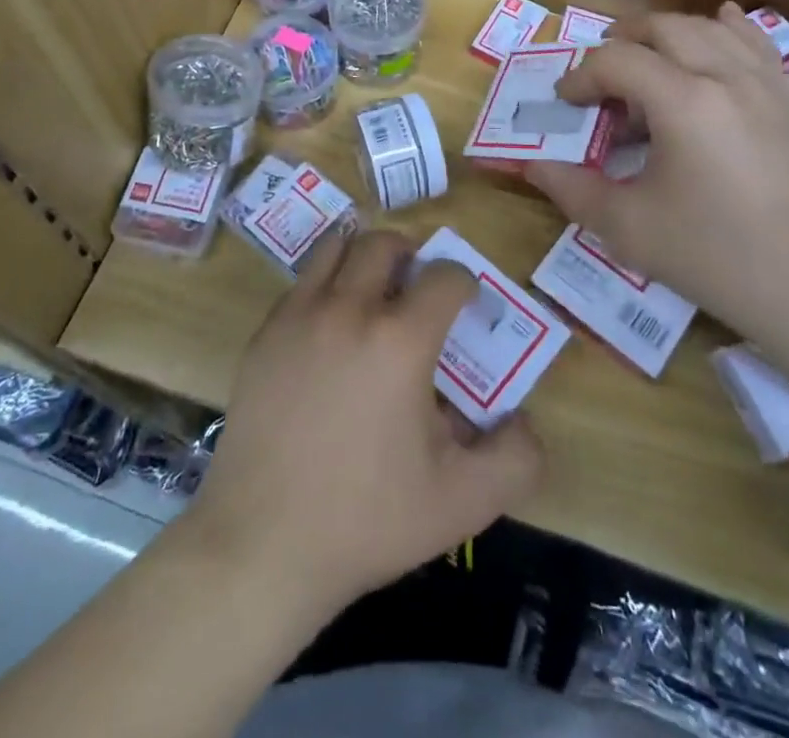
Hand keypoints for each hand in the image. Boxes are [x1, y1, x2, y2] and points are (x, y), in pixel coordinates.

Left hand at [183, 231, 544, 621]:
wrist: (262, 544)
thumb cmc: (367, 520)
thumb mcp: (462, 502)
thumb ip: (515, 458)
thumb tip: (526, 420)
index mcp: (400, 340)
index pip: (445, 277)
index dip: (464, 284)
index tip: (466, 305)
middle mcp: (349, 309)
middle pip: (384, 244)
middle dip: (411, 255)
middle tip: (418, 287)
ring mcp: (299, 316)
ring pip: (336, 248)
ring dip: (363, 256)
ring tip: (373, 290)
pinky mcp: (264, 334)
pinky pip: (302, 283)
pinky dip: (325, 285)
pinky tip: (330, 328)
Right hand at [526, 4, 788, 359]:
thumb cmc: (714, 258)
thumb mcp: (627, 228)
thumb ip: (571, 189)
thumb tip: (531, 164)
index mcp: (683, 102)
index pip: (616, 61)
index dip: (581, 76)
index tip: (565, 103)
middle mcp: (729, 77)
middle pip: (665, 28)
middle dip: (623, 40)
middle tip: (602, 72)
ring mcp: (773, 86)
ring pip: (714, 29)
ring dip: (671, 32)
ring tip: (650, 54)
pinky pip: (762, 47)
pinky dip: (733, 30)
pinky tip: (723, 24)